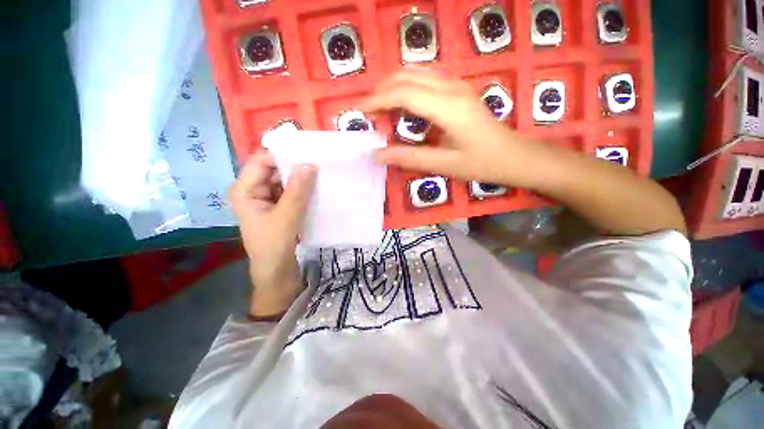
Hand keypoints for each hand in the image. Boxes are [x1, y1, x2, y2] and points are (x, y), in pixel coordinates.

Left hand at [229, 150, 316, 316]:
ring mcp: (267, 198)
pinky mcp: (279, 205)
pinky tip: (316, 185)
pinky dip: (302, 187)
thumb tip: (310, 164)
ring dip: (300, 176)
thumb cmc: (273, 246)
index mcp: (244, 190)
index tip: (306, 150)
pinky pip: (290, 190)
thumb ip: (297, 191)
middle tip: (317, 159)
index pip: (261, 161)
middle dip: (293, 164)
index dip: (282, 153)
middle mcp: (253, 190)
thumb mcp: (286, 217)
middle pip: (273, 169)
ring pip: (284, 179)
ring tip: (320, 170)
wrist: (276, 271)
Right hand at [362, 69, 527, 185]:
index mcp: (448, 107)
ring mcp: (457, 84)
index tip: (361, 112)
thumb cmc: (482, 163)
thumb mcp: (444, 165)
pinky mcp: (459, 88)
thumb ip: (410, 158)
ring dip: (394, 85)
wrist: (514, 155)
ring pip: (416, 71)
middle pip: (407, 76)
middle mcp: (451, 87)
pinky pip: (427, 76)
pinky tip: (404, 102)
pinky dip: (409, 84)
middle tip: (370, 113)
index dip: (378, 100)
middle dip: (382, 91)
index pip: (404, 93)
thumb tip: (379, 155)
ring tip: (382, 107)